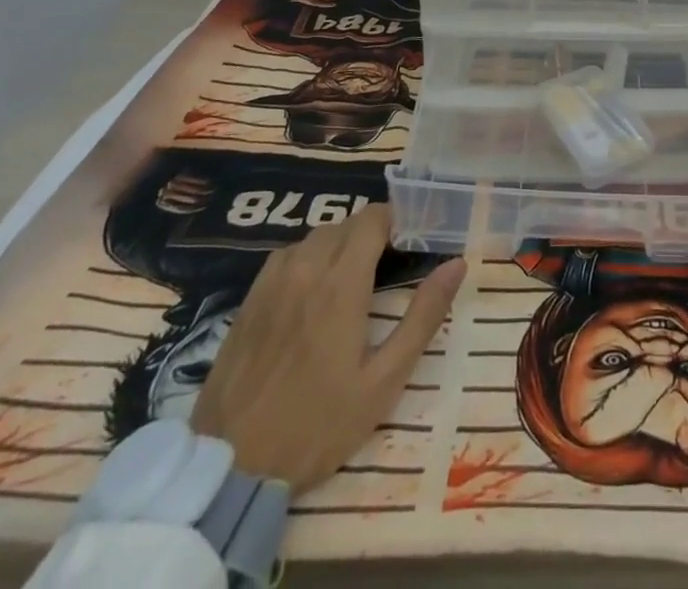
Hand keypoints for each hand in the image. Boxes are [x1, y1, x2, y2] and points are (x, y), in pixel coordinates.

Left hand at [190, 203, 464, 490]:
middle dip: (373, 233)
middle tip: (392, 264)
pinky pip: (287, 256)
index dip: (399, 219)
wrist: (230, 468)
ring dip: (341, 244)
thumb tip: (457, 264)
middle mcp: (306, 268)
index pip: (374, 218)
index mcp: (342, 282)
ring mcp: (272, 281)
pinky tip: (314, 290)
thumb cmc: (317, 426)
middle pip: (347, 224)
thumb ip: (423, 316)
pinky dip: (310, 258)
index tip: (416, 237)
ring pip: (316, 236)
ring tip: (355, 277)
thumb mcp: (383, 381)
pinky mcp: (249, 299)